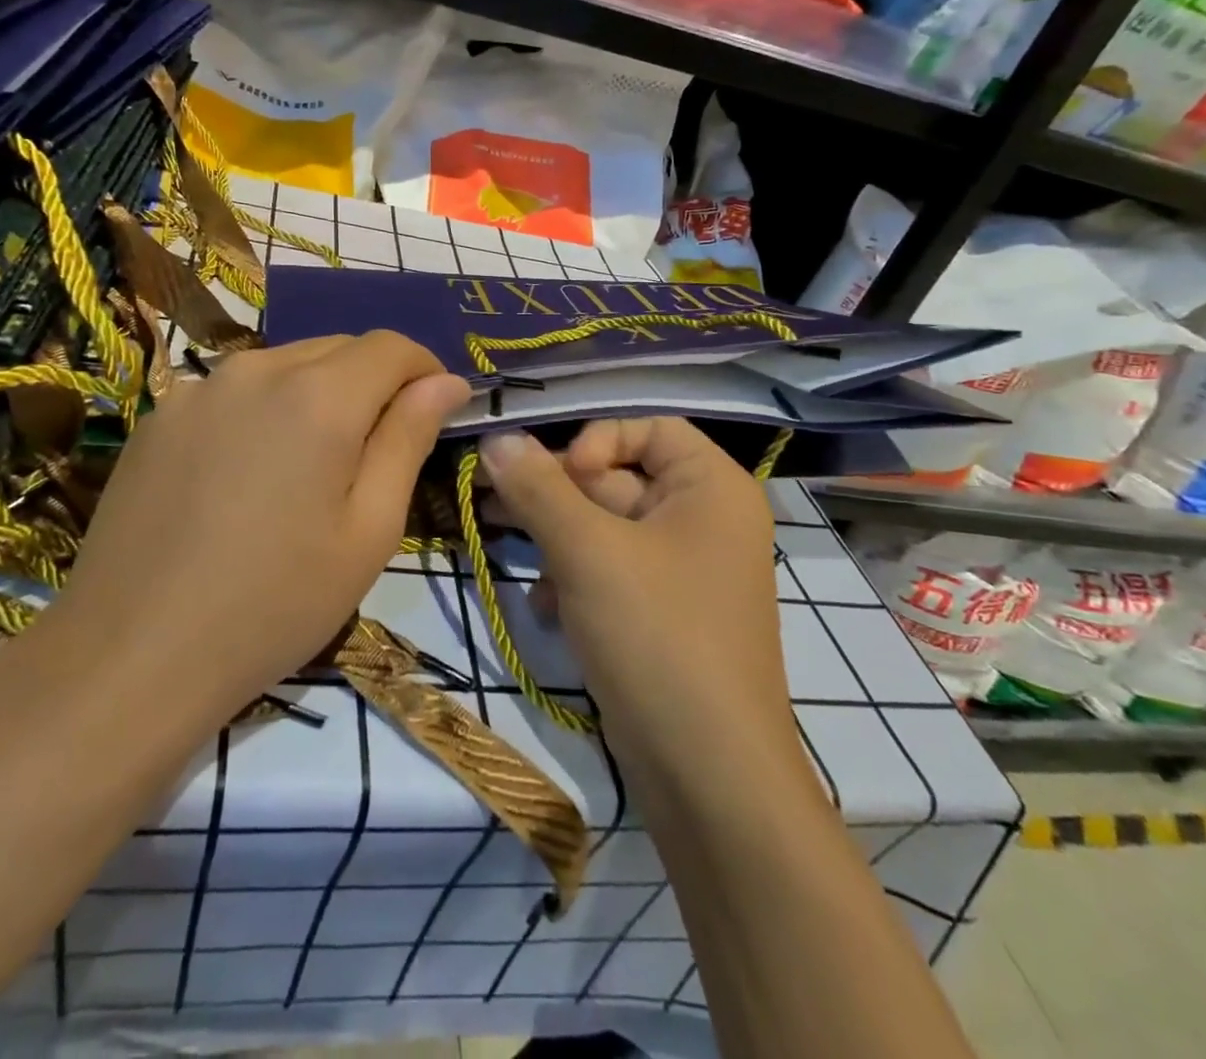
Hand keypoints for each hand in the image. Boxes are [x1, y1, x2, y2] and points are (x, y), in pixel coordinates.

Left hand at [47, 332, 468, 727]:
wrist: (131, 655)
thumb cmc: (274, 604)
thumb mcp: (368, 530)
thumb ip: (409, 439)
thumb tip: (446, 381)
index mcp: (318, 396)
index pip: (392, 346)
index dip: (425, 369)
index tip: (436, 411)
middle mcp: (257, 369)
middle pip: (338, 348)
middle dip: (373, 382)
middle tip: (378, 451)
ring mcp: (198, 387)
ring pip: (285, 365)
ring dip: (319, 393)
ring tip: (312, 466)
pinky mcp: (160, 415)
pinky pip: (235, 391)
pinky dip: (265, 409)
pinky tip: (249, 475)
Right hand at [477, 418, 796, 782]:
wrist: (710, 779)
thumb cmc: (658, 638)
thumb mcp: (588, 553)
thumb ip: (538, 489)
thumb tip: (496, 439)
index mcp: (711, 488)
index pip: (648, 426)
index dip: (596, 441)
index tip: (557, 478)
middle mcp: (705, 520)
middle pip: (619, 476)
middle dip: (557, 493)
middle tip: (494, 502)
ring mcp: (684, 571)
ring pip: (606, 528)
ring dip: (557, 538)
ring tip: (508, 549)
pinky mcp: (662, 614)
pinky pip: (611, 572)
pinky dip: (575, 580)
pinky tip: (546, 609)